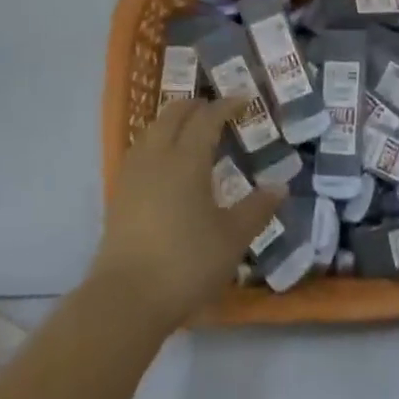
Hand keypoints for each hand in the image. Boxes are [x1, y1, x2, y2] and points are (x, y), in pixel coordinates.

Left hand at [91, 97, 285, 330]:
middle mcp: (157, 157)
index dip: (226, 105)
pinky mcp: (118, 194)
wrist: (126, 299)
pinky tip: (165, 163)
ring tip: (191, 132)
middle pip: (173, 115)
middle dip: (196, 106)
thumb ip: (256, 209)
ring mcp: (133, 174)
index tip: (244, 99)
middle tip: (217, 111)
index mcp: (186, 159)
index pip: (207, 118)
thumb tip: (280, 186)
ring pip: (153, 130)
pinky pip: (141, 151)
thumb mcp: (232, 239)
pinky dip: (157, 142)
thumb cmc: (186, 263)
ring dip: (173, 122)